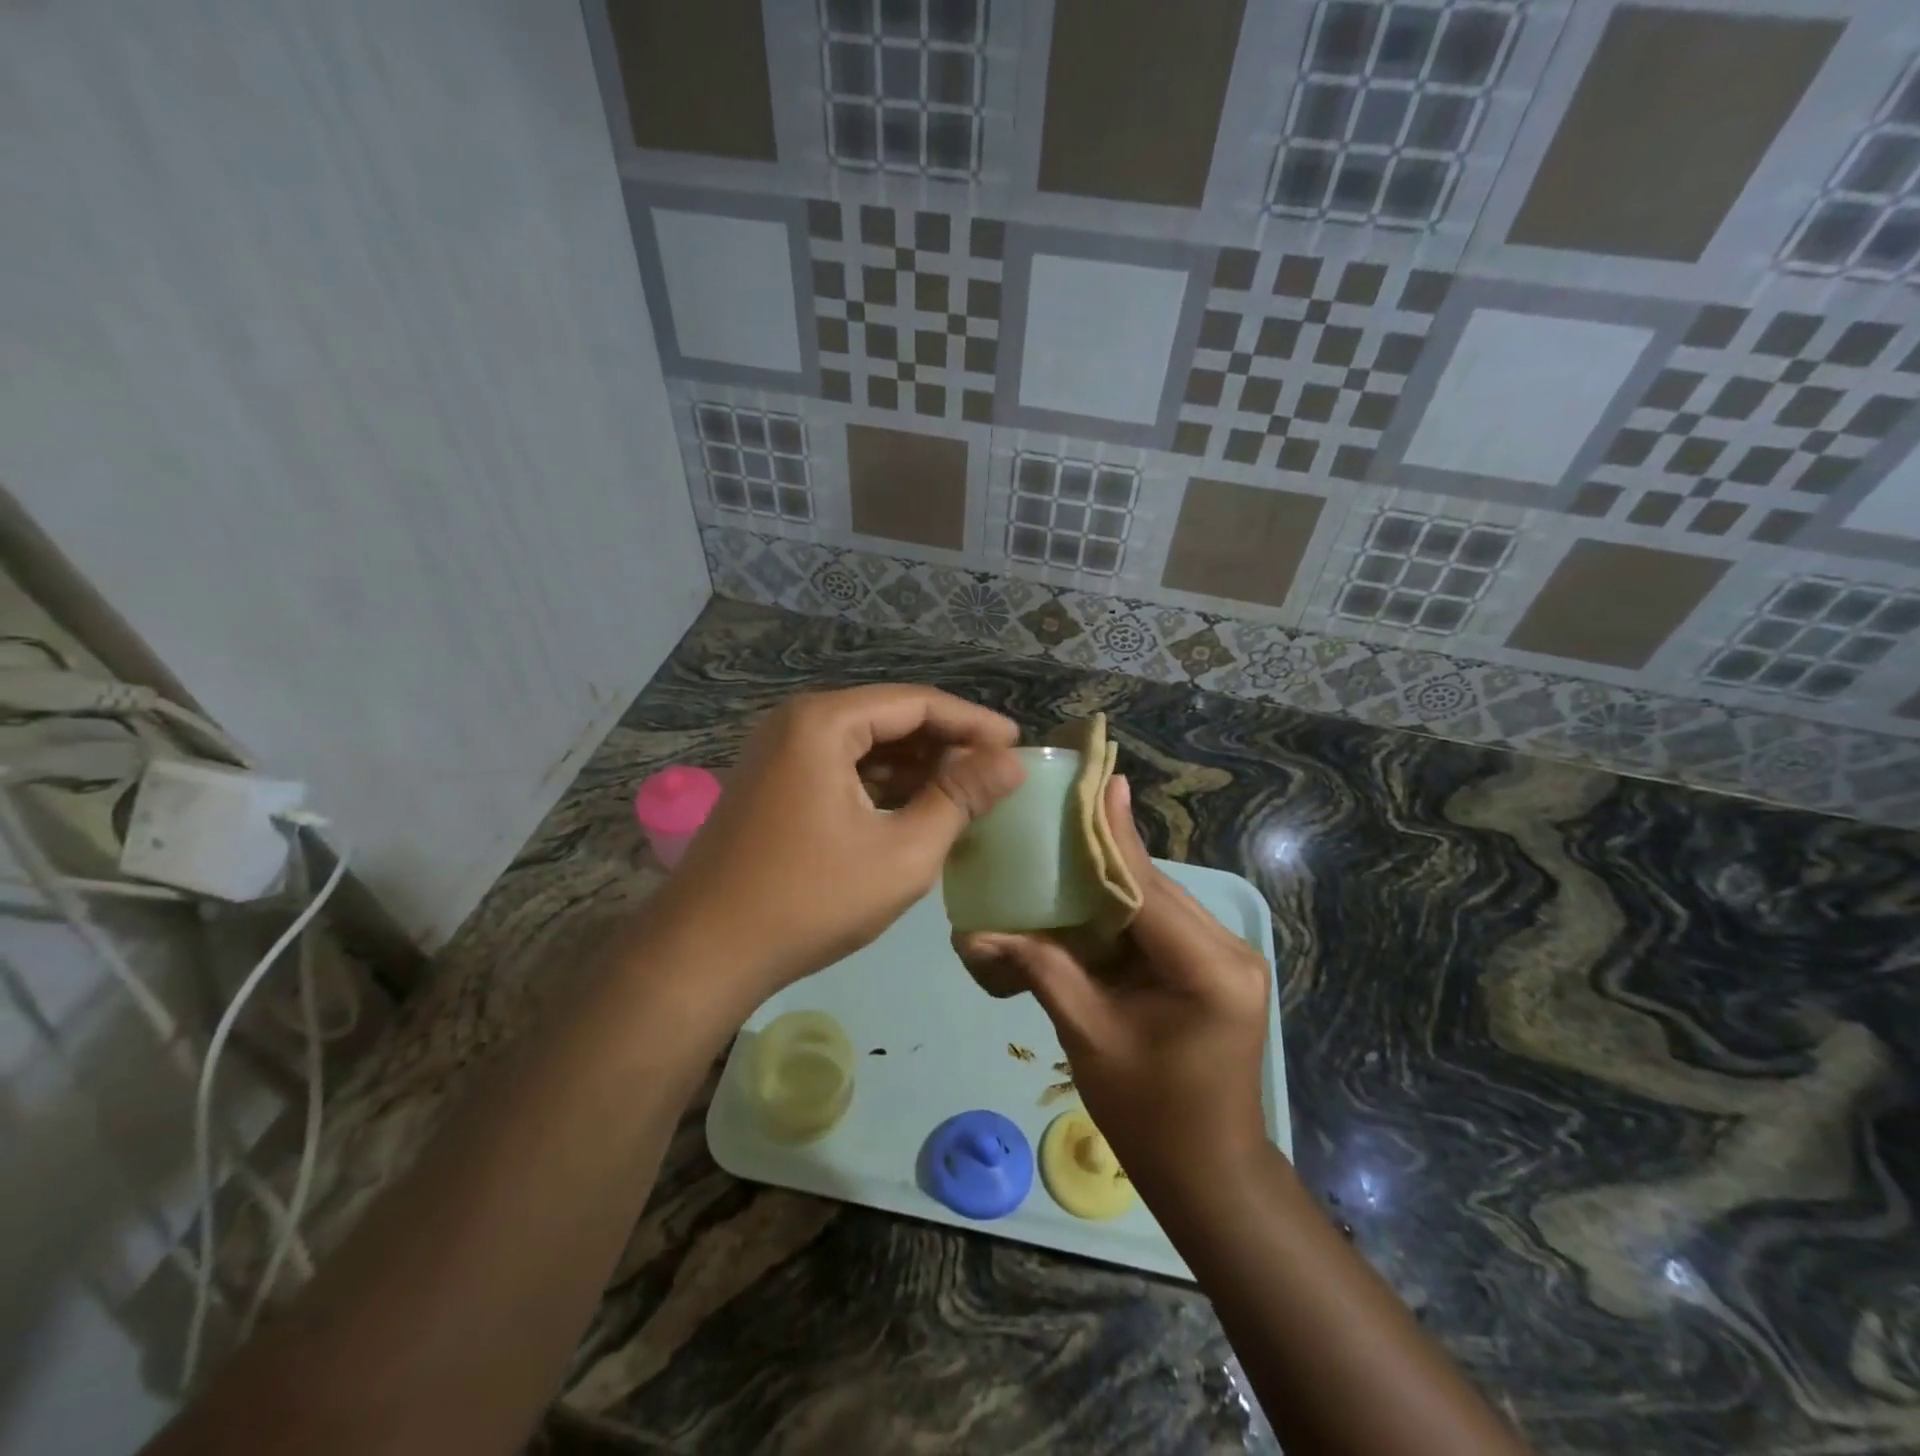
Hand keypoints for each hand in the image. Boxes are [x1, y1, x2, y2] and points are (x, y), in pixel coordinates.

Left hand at [647, 686, 1023, 1002]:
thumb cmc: (810, 900)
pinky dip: (880, 784)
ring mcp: (778, 753)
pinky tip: (914, 808)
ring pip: (864, 745)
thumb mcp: (902, 853)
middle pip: (889, 718)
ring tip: (965, 793)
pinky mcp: (772, 784)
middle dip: (945, 744)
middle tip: (995, 773)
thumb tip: (1011, 763)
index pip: (917, 703)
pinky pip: (839, 767)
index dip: (974, 722)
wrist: (702, 955)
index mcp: (824, 721)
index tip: (1018, 744)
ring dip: (915, 766)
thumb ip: (960, 799)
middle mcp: (797, 722)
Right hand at [954, 775, 1269, 1187]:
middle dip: (1106, 856)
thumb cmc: (1150, 1117)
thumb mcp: (1089, 1037)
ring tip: (1065, 848)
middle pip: (1154, 888)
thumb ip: (1042, 970)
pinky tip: (1086, 898)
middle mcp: (1229, 951)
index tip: (1099, 782)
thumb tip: (978, 931)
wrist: (1209, 1174)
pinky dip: (1123, 913)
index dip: (1114, 837)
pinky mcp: (1216, 968)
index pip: (1147, 889)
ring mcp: (1228, 958)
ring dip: (1112, 883)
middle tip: (1060, 815)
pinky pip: (1162, 925)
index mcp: (1208, 969)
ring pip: (1158, 903)